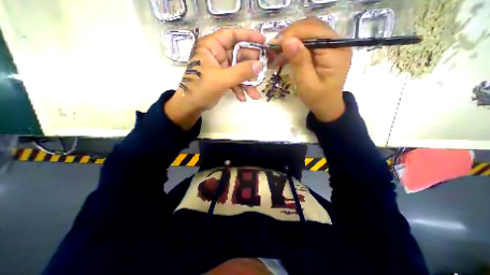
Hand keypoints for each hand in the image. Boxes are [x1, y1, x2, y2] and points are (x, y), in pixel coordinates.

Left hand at [167, 29, 267, 129]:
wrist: (191, 106)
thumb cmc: (202, 89)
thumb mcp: (222, 79)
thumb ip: (241, 72)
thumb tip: (260, 65)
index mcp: (212, 47)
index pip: (232, 35)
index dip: (249, 37)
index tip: (263, 42)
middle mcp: (217, 55)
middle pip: (239, 55)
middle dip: (251, 68)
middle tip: (263, 74)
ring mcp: (220, 68)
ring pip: (238, 71)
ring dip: (247, 83)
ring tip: (255, 95)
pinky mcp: (222, 79)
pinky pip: (234, 80)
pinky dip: (239, 89)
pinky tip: (243, 98)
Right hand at [271, 16, 351, 120]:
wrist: (327, 106)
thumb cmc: (317, 98)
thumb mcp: (306, 83)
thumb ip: (299, 61)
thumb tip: (287, 40)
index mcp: (335, 52)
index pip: (313, 31)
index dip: (292, 34)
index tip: (274, 44)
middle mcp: (337, 43)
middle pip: (312, 27)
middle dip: (290, 35)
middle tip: (274, 48)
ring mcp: (332, 46)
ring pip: (309, 32)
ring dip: (291, 40)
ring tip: (277, 53)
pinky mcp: (325, 51)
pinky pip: (309, 42)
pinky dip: (295, 47)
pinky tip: (285, 56)